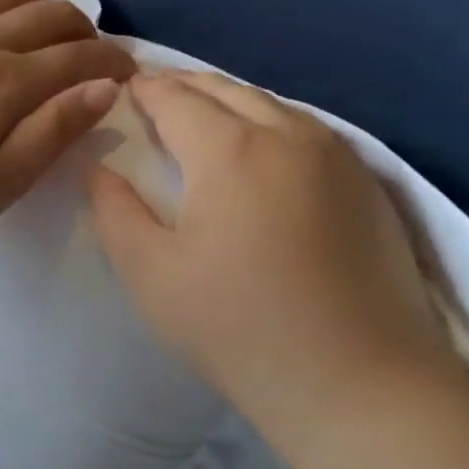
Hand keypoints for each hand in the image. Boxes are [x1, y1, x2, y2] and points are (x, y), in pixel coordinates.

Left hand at [0, 0, 134, 244]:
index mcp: (10, 82)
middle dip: (84, 30)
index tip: (128, 74)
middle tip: (92, 56)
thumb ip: (53, 132)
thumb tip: (105, 87)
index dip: (112, 61)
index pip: (79, 56)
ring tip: (45, 29)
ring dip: (38, 3)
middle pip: (49, 14)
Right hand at [88, 70, 460, 426]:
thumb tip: (100, 168)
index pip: (177, 99)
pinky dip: (271, 122)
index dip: (146, 89)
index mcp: (231, 149)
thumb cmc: (237, 327)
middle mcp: (289, 134)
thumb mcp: (151, 274)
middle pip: (227, 90)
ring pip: (273, 105)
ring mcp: (339, 157)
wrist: (358, 383)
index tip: (125, 86)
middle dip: (186, 85)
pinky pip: (308, 131)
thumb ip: (114, 211)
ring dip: (231, 101)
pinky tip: (263, 149)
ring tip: (203, 114)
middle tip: (155, 92)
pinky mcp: (369, 185)